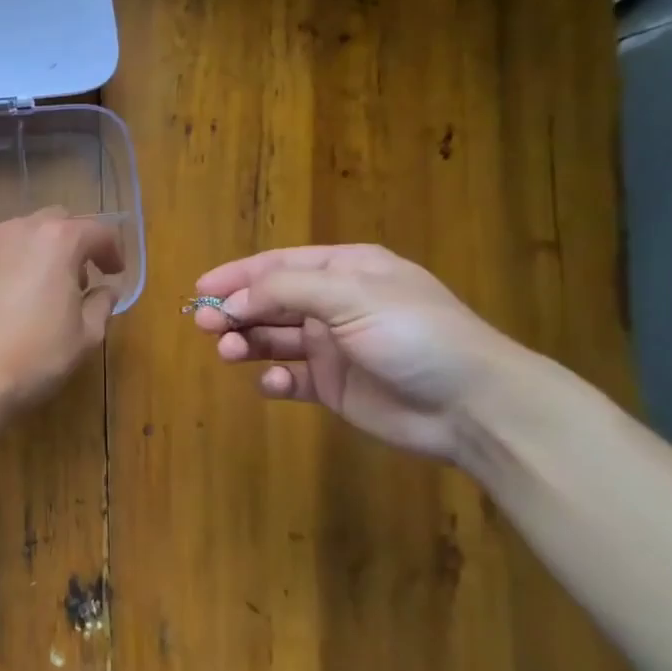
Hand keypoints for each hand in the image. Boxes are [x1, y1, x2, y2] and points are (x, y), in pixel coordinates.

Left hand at [0, 210, 123, 413]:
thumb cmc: (36, 354)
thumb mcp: (86, 335)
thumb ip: (102, 304)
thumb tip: (107, 291)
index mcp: (57, 240)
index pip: (96, 230)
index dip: (112, 250)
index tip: (115, 273)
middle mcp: (18, 231)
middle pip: (55, 222)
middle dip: (73, 243)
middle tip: (80, 278)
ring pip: (20, 236)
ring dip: (38, 253)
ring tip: (42, 289)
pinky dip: (7, 268)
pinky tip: (7, 301)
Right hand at [193, 244, 528, 462]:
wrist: (471, 405)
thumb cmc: (413, 334)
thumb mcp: (351, 296)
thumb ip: (286, 291)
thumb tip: (233, 300)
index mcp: (346, 271)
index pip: (279, 265)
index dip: (238, 275)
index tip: (200, 287)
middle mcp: (335, 304)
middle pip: (270, 302)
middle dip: (236, 310)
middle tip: (204, 324)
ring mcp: (333, 347)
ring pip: (274, 339)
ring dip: (247, 342)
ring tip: (228, 352)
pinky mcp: (333, 387)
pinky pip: (290, 378)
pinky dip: (273, 379)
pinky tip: (271, 383)